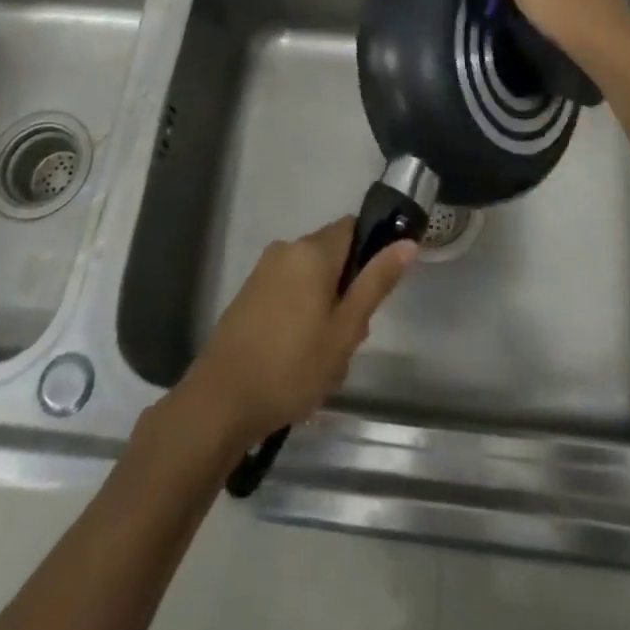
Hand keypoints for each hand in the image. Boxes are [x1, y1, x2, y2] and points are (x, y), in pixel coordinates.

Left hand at [177, 217, 415, 450]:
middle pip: (333, 257)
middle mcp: (286, 249)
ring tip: (324, 361)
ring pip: (311, 280)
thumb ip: (376, 281)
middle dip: (347, 292)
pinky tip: (298, 361)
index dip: (371, 253)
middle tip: (349, 340)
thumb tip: (408, 242)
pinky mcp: (248, 295)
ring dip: (325, 311)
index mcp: (312, 250)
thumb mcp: (346, 329)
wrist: (221, 402)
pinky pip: (289, 293)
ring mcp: (263, 272)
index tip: (374, 293)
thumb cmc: (293, 365)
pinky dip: (301, 318)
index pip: (353, 228)